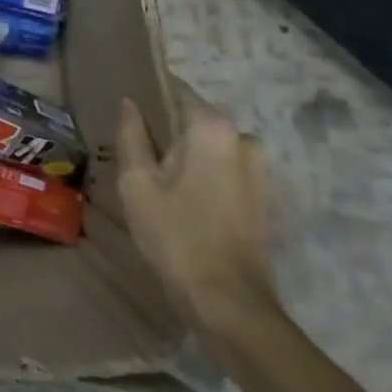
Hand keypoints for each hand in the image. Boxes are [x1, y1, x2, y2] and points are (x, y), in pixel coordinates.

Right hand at [114, 88, 277, 333]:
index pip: (176, 89)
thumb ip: (131, 135)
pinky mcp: (265, 197)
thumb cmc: (175, 235)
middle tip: (136, 153)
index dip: (148, 96)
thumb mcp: (137, 182)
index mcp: (211, 128)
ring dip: (187, 155)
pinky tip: (183, 199)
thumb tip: (129, 102)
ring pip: (211, 146)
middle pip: (195, 119)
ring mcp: (260, 170)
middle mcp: (243, 139)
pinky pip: (226, 169)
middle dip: (167, 130)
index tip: (126, 112)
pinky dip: (205, 174)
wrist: (229, 303)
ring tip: (158, 180)